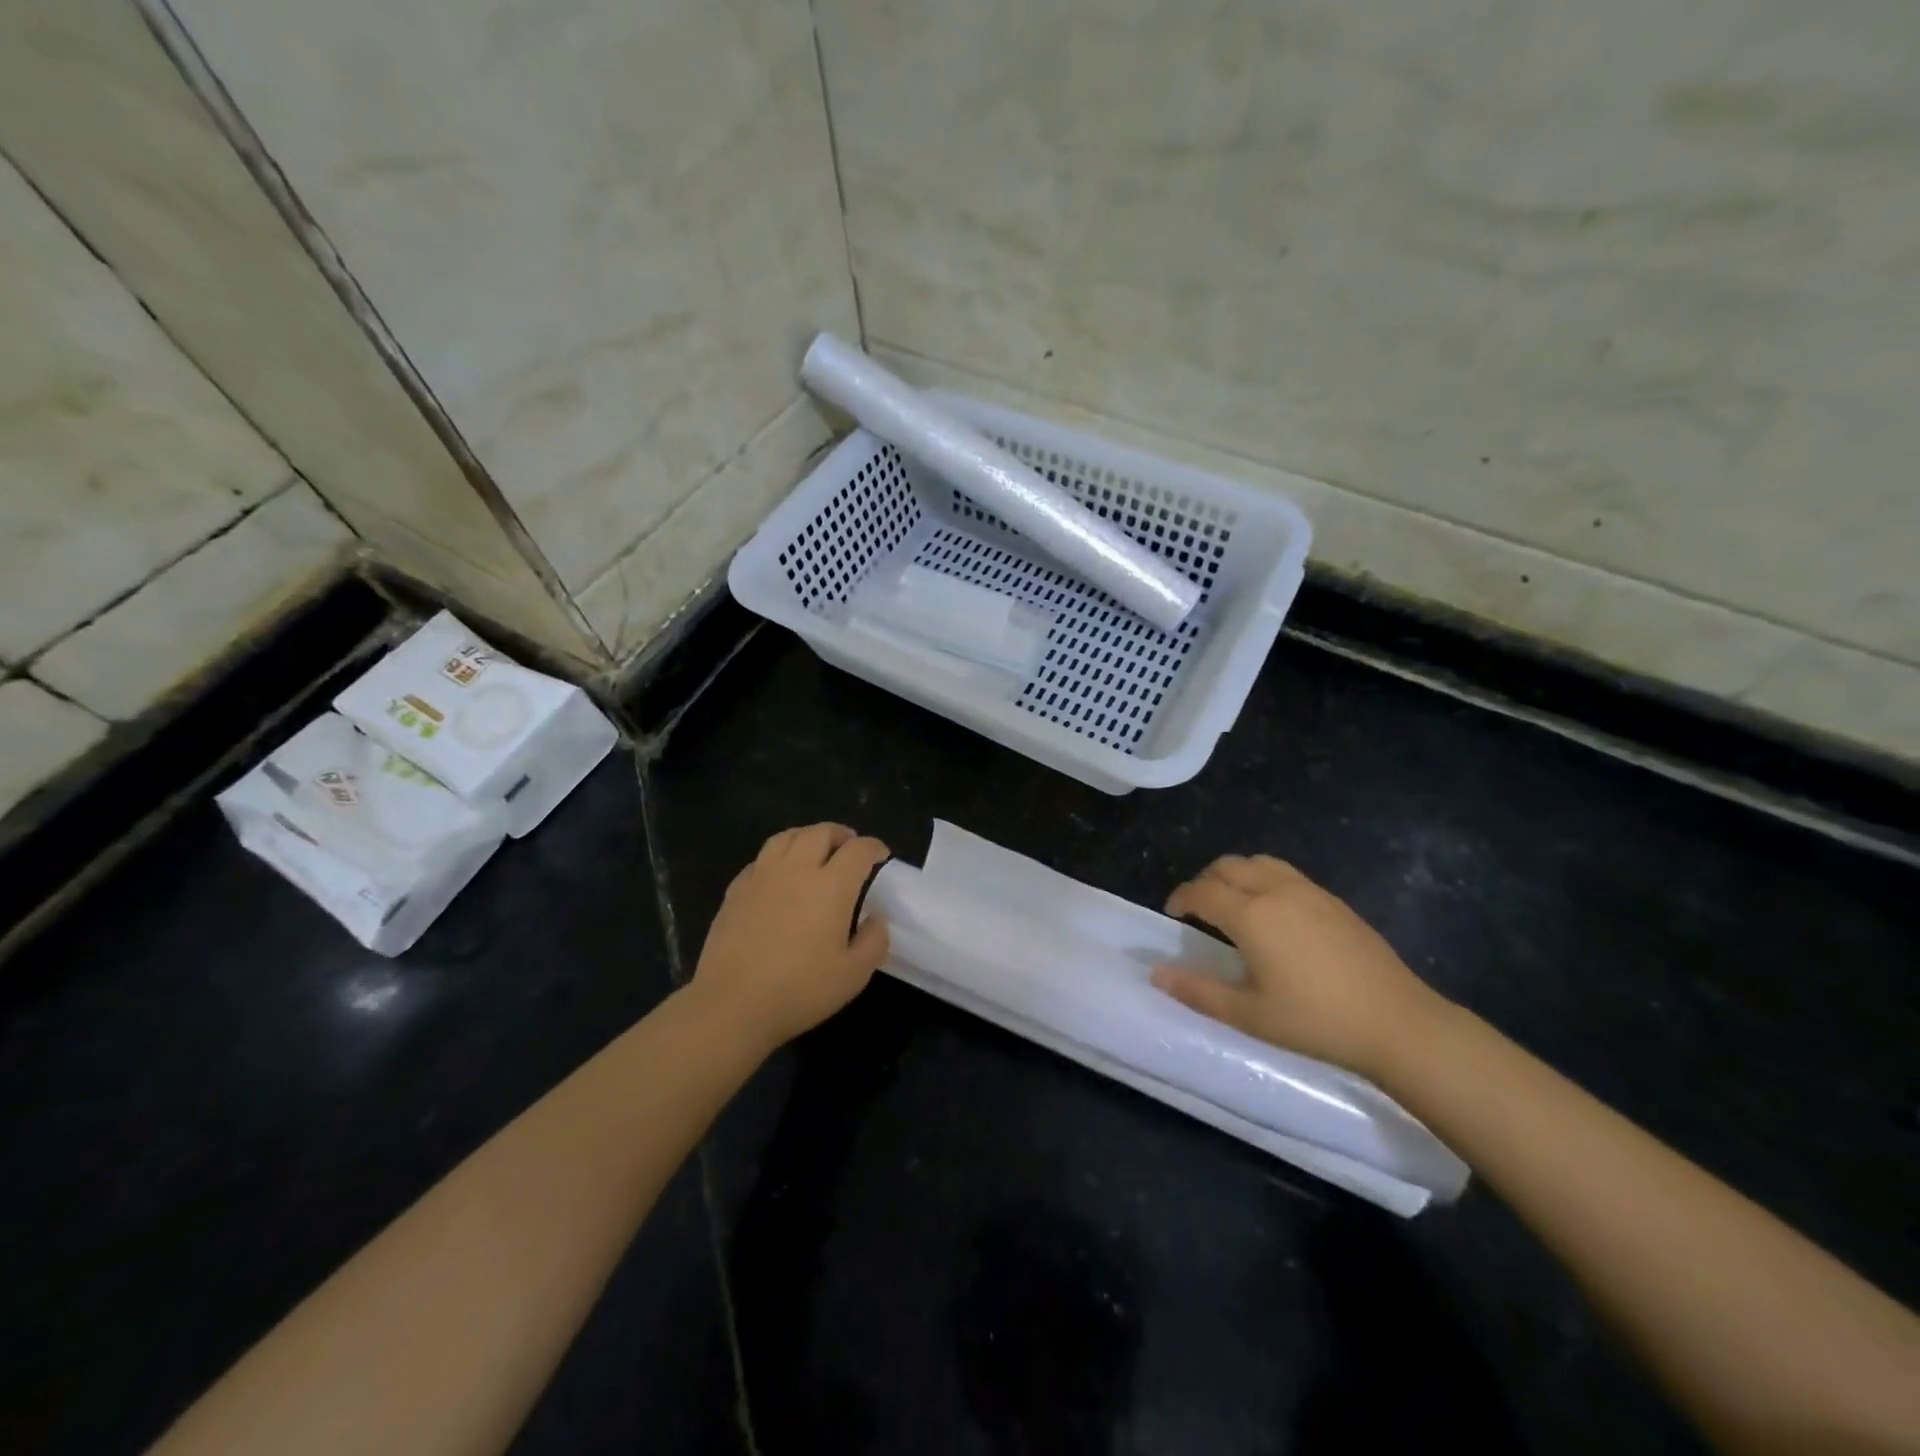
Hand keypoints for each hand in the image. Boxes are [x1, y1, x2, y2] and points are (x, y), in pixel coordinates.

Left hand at [689, 823, 891, 1052]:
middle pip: (821, 832)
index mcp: (831, 885)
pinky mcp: (736, 889)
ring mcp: (762, 876)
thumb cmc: (800, 989)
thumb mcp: (854, 974)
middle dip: (841, 835)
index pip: (858, 849)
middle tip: (849, 849)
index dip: (873, 847)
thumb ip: (874, 940)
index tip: (880, 855)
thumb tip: (875, 916)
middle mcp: (797, 869)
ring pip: (787, 837)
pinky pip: (761, 858)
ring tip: (815, 851)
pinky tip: (779, 876)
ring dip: (807, 837)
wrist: (732, 1004)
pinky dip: (778, 857)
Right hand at [1152, 854, 1448, 1079]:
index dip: (1181, 899)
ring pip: (1258, 862)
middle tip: (1198, 909)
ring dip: (1235, 874)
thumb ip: (1198, 991)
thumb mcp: (1249, 1014)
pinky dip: (1263, 878)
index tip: (1172, 914)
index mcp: (1251, 915)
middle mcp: (1276, 891)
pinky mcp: (1333, 900)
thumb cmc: (1316, 1021)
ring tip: (1232, 902)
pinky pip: (1285, 873)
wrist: (1397, 1023)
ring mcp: (1309, 891)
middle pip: (1228, 866)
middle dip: (1205, 881)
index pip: (1202, 892)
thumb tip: (1157, 974)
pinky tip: (1273, 912)